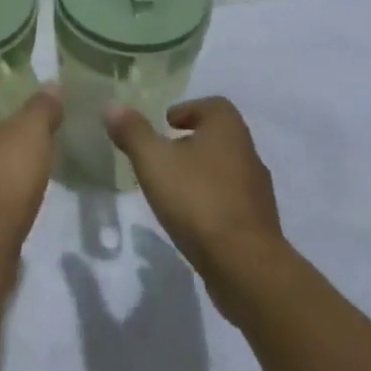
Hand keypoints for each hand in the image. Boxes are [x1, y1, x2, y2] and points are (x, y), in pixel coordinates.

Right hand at [103, 97, 284, 287]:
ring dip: (201, 173)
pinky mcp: (258, 223)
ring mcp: (257, 190)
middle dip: (191, 141)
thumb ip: (133, 132)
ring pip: (225, 169)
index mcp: (228, 129)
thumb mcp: (154, 161)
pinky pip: (231, 201)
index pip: (213, 105)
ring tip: (172, 187)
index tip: (166, 124)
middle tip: (162, 154)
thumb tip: (111, 105)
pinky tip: (190, 218)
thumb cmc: (197, 200)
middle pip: (219, 137)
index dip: (188, 110)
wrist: (245, 264)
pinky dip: (211, 201)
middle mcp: (248, 152)